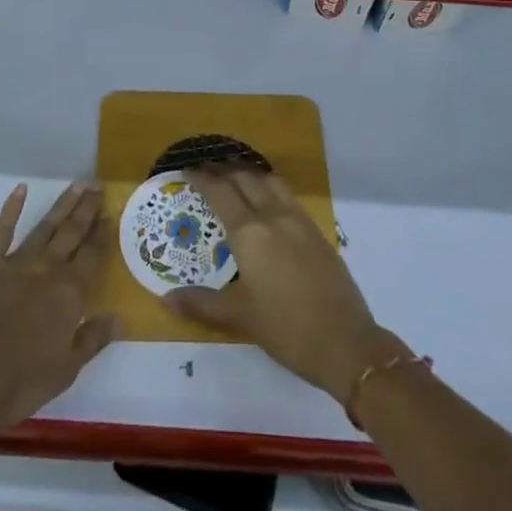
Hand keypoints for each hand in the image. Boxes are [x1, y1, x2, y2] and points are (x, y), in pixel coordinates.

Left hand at [0, 182, 119, 429]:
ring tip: (77, 184)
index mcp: (70, 294)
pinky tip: (20, 190)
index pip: (92, 256)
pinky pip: (2, 230)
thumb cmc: (19, 379)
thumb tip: (122, 317)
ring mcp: (18, 261)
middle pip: (73, 233)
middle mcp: (49, 269)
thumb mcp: (66, 369)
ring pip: (46, 226)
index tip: (111, 212)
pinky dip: (12, 208)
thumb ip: (93, 339)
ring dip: (62, 204)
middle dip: (87, 209)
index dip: (103, 234)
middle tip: (98, 185)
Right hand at [166, 166, 401, 404]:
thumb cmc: (286, 329)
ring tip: (235, 176)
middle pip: (245, 178)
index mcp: (250, 233)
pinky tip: (267, 201)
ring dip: (249, 173)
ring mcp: (298, 220)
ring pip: (269, 181)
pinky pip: (287, 195)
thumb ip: (201, 304)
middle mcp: (273, 216)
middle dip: (223, 169)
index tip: (186, 169)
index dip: (202, 178)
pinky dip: (269, 187)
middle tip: (206, 168)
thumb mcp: (240, 317)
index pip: (220, 192)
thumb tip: (166, 298)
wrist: (346, 342)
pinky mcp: (316, 231)